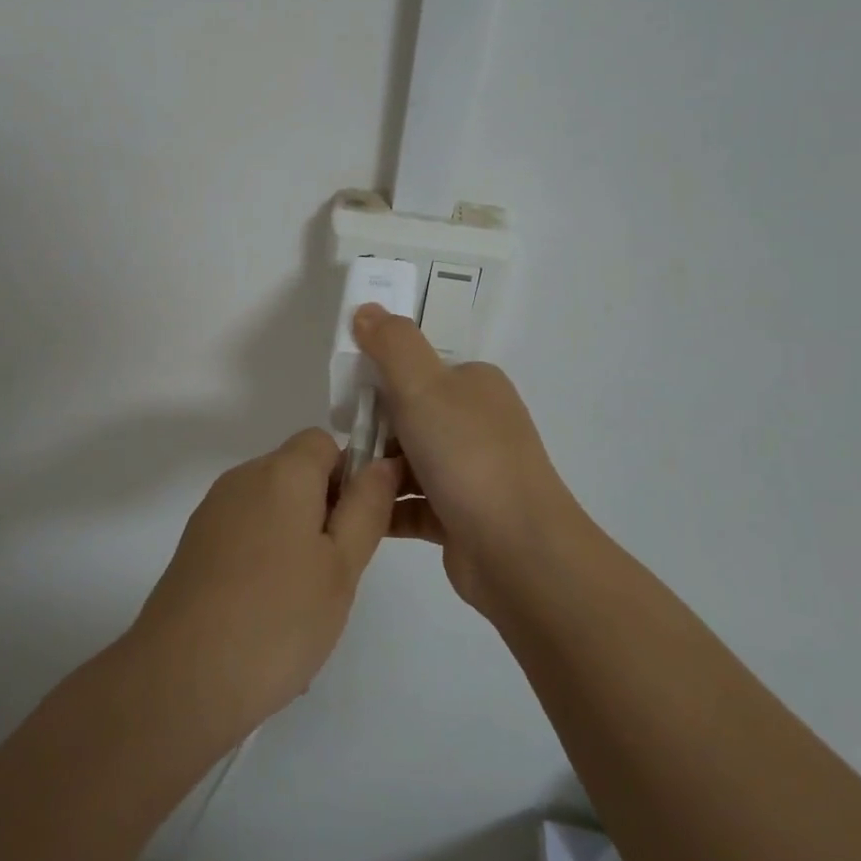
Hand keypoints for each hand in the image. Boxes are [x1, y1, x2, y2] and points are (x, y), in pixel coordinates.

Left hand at [127, 429, 399, 742]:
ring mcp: (213, 512)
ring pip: (271, 508)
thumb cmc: (278, 618)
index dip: (348, 475)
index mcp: (281, 472)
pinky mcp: (195, 545)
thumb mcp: (341, 565)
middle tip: (335, 573)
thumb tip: (382, 463)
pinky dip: (263, 559)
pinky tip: (266, 615)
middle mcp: (242, 478)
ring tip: (301, 604)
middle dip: (323, 512)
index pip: (323, 442)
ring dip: (295, 539)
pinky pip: (245, 535)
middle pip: (296, 474)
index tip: (355, 528)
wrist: (181, 678)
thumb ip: (366, 507)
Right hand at [353, 303, 583, 617]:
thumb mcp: (423, 386)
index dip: (380, 380)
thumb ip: (391, 344)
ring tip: (342, 485)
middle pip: (410, 416)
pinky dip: (387, 508)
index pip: (419, 370)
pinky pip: (413, 505)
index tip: (347, 401)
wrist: (518, 551)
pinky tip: (358, 514)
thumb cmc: (468, 456)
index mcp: (475, 385)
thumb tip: (366, 309)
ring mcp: (473, 472)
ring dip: (376, 472)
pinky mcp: (462, 517)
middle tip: (343, 447)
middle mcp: (478, 424)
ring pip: (409, 463)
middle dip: (373, 431)